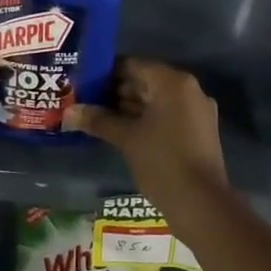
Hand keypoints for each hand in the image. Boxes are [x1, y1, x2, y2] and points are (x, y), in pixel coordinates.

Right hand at [68, 59, 227, 216]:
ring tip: (97, 116)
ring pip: (156, 100)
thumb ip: (98, 120)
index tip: (83, 82)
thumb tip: (68, 113)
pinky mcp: (198, 131)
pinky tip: (121, 131)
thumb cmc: (162, 162)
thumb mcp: (127, 139)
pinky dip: (145, 119)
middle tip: (85, 100)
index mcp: (172, 82)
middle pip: (145, 81)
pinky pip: (167, 115)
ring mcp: (196, 111)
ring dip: (128, 107)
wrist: (202, 205)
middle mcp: (188, 89)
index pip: (133, 65)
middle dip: (115, 91)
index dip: (106, 73)